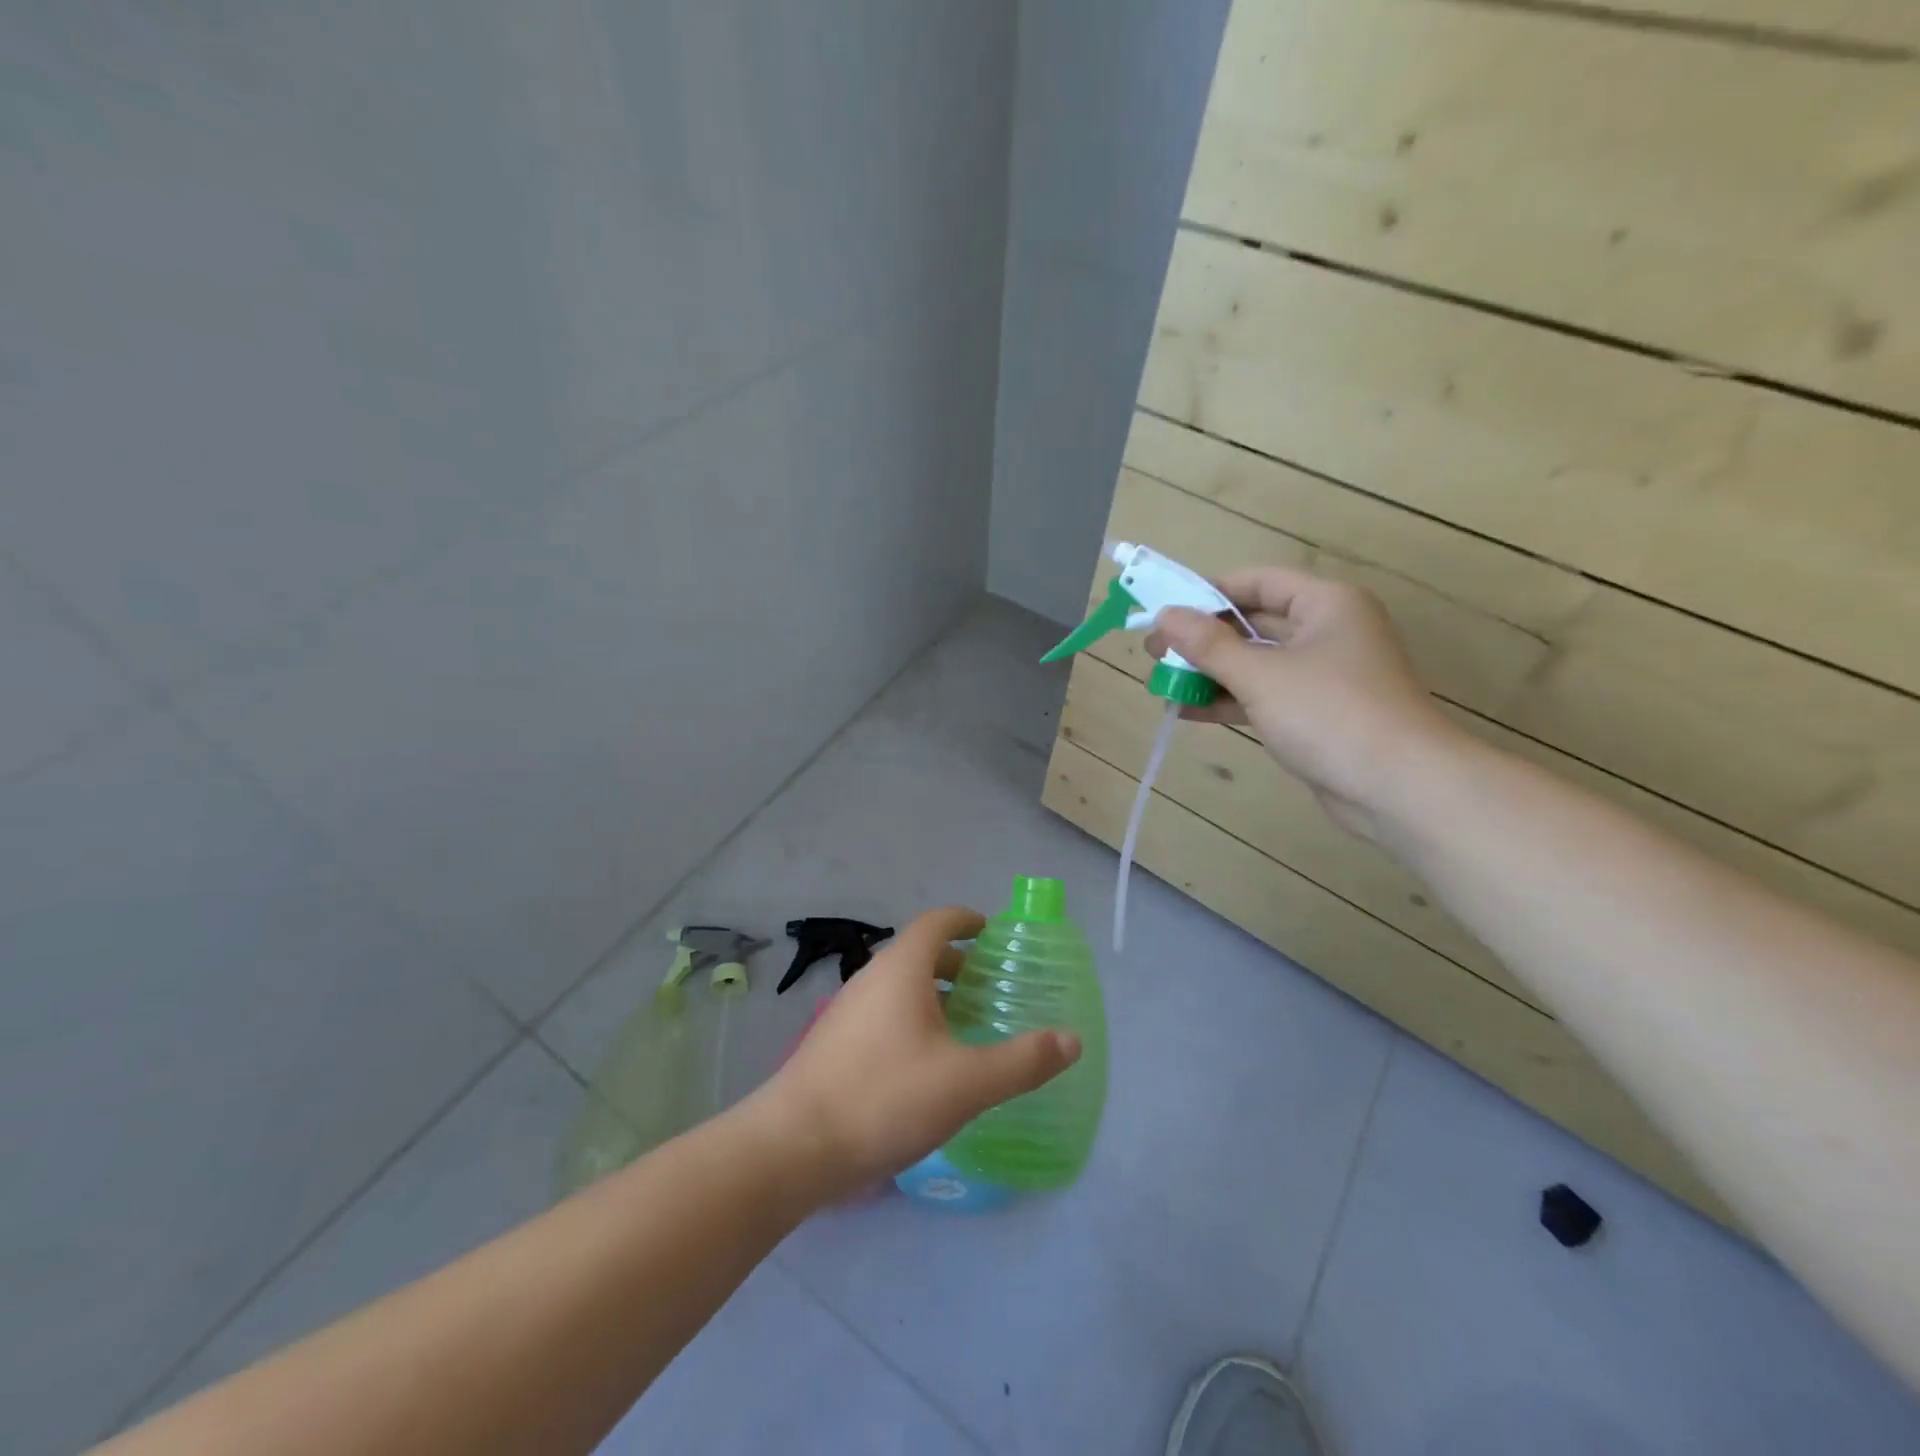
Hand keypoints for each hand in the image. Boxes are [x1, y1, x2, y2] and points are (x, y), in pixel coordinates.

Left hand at [751, 907, 1080, 1201]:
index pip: (937, 922)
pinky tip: (925, 1063)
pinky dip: (911, 1017)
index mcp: (902, 970)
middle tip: (988, 986)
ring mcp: (847, 1010)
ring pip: (899, 985)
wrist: (793, 1147)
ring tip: (964, 1025)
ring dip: (933, 993)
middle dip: (956, 963)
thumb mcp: (966, 1083)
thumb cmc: (884, 1098)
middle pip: (918, 953)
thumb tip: (1071, 1040)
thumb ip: (1022, 1061)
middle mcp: (871, 978)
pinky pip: (883, 1012)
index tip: (992, 933)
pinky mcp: (834, 1043)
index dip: (966, 920)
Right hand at [1147, 566, 1460, 840]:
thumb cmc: (1330, 713)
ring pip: (1255, 663)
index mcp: (1325, 604)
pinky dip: (1228, 701)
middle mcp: (1326, 631)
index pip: (1257, 581)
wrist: (1398, 787)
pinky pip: (1264, 695)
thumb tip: (1165, 616)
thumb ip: (1208, 645)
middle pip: (1253, 623)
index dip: (1208, 592)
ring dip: (1210, 673)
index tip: (1165, 611)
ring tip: (1162, 683)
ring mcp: (1323, 675)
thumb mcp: (1261, 675)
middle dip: (1202, 638)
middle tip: (1154, 652)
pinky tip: (1187, 711)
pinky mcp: (1316, 713)